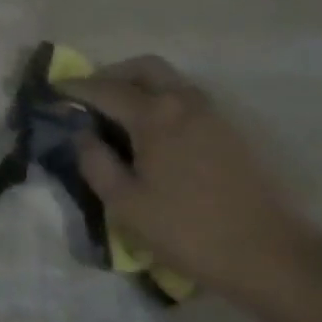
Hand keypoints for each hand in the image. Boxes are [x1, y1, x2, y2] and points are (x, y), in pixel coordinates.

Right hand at [66, 57, 315, 303]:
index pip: (105, 89)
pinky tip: (153, 132)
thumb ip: (96, 163)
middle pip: (144, 68)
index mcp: (155, 115)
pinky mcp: (229, 130)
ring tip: (118, 114)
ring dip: (140, 85)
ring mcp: (212, 113)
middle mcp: (184, 102)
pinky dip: (162, 100)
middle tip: (90, 97)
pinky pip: (186, 98)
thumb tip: (83, 135)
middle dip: (112, 74)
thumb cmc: (187, 230)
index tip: (53, 91)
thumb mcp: (126, 205)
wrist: (267, 254)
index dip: (76, 88)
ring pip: (169, 80)